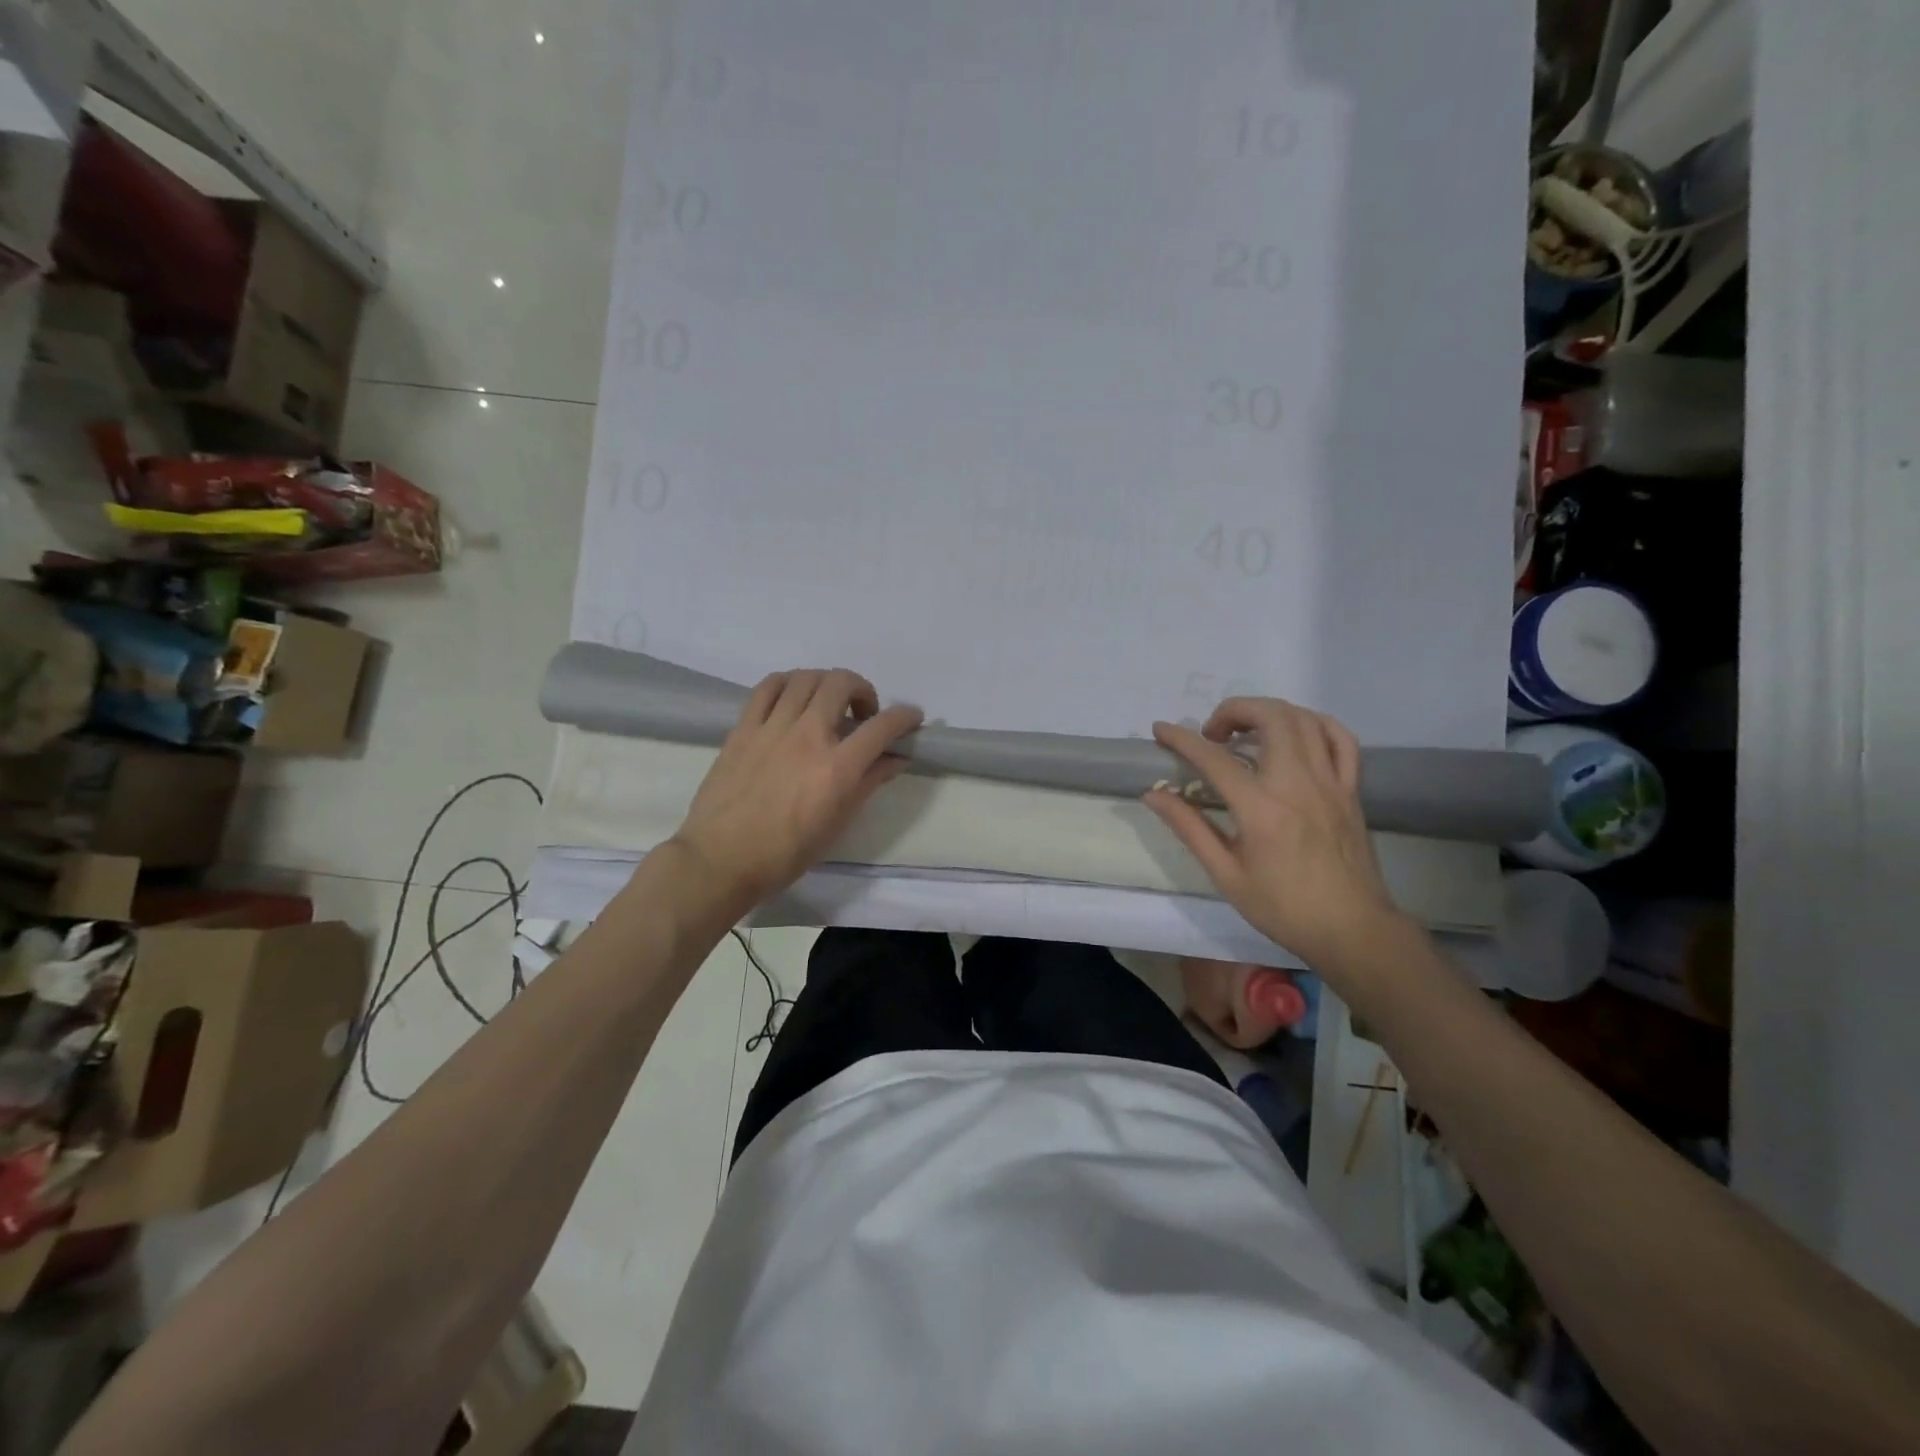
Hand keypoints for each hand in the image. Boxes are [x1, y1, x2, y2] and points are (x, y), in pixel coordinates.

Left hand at [671, 669, 922, 914]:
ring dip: (827, 684)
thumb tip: (895, 759)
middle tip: (862, 714)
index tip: (912, 718)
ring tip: (827, 704)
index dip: (905, 717)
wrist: (721, 860)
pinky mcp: (743, 728)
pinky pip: (768, 687)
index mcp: (837, 768)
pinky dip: (788, 683)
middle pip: (842, 684)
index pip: (882, 727)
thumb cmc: (786, 853)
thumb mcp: (838, 823)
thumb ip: (869, 783)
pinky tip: (793, 698)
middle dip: (863, 690)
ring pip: (806, 678)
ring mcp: (772, 728)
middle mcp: (808, 737)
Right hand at [1145, 698, 1404, 969]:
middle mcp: (1297, 784)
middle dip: (1234, 711)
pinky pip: (1340, 740)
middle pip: (1270, 717)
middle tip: (1213, 734)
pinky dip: (1315, 725)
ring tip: (1248, 731)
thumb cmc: (1284, 908)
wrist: (1353, 930)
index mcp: (1261, 808)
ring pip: (1304, 720)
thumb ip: (1189, 828)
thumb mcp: (1226, 874)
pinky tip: (1296, 735)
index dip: (1182, 739)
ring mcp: (1330, 783)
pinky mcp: (1350, 790)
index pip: (1214, 758)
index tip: (1161, 729)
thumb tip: (1154, 795)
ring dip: (1270, 713)